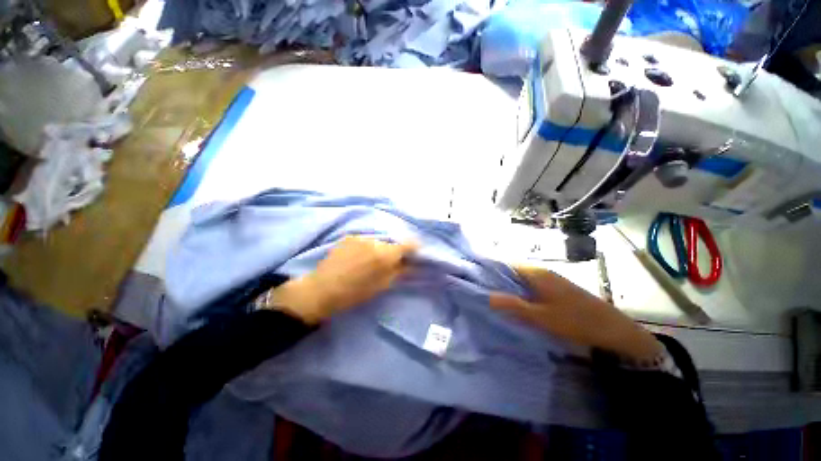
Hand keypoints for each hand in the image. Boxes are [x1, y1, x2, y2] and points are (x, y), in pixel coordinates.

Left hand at [266, 236, 416, 323]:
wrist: (322, 290)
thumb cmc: (355, 293)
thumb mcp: (382, 286)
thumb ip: (399, 272)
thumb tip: (412, 264)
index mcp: (385, 255)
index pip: (408, 244)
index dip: (413, 248)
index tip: (413, 254)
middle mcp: (375, 241)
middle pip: (391, 243)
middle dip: (392, 252)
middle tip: (386, 264)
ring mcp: (360, 237)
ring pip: (377, 242)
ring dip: (378, 249)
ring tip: (367, 262)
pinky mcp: (349, 237)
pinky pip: (364, 241)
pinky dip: (365, 247)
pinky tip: (356, 258)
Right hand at [490, 265, 662, 361]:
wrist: (613, 330)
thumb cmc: (575, 321)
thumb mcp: (541, 316)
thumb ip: (513, 305)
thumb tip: (486, 296)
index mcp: (535, 273)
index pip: (504, 263)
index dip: (488, 268)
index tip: (473, 277)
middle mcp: (540, 271)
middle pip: (510, 270)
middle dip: (494, 279)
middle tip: (479, 290)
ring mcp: (548, 280)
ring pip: (519, 279)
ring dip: (506, 286)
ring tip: (490, 297)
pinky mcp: (554, 289)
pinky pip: (529, 286)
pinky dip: (518, 292)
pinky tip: (514, 303)